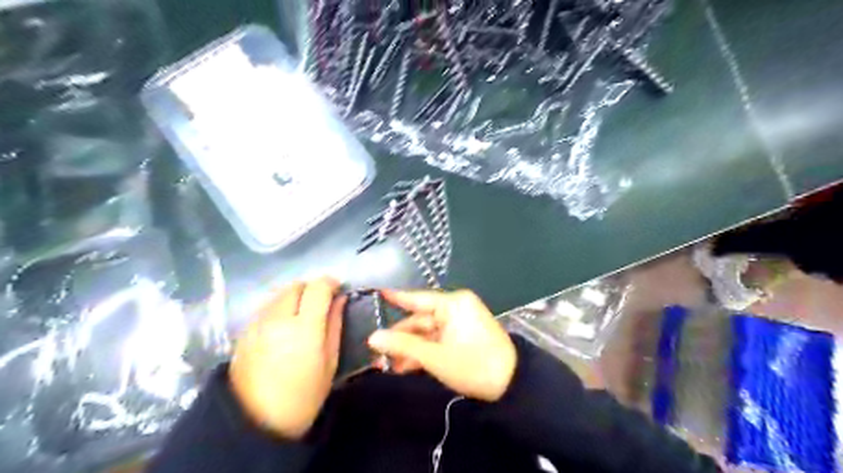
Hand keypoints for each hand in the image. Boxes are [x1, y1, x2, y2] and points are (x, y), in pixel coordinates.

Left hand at [227, 277, 345, 440]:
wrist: (254, 423)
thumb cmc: (303, 397)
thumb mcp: (330, 362)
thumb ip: (335, 325)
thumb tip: (340, 299)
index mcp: (304, 328)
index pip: (318, 288)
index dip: (330, 283)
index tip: (338, 289)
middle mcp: (278, 319)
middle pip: (296, 285)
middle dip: (311, 288)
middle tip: (320, 303)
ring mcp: (257, 324)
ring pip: (278, 294)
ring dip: (294, 296)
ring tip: (301, 313)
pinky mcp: (244, 331)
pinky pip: (265, 307)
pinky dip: (278, 307)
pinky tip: (283, 325)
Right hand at [368, 290, 516, 400]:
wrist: (512, 385)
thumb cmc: (473, 364)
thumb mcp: (435, 356)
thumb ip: (403, 345)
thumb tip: (373, 338)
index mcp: (453, 304)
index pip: (418, 298)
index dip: (396, 297)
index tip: (377, 292)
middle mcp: (456, 308)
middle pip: (421, 319)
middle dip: (401, 337)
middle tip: (377, 352)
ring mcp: (460, 323)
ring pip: (428, 333)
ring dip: (411, 348)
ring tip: (389, 365)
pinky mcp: (463, 337)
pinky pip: (438, 340)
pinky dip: (424, 352)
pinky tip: (406, 367)